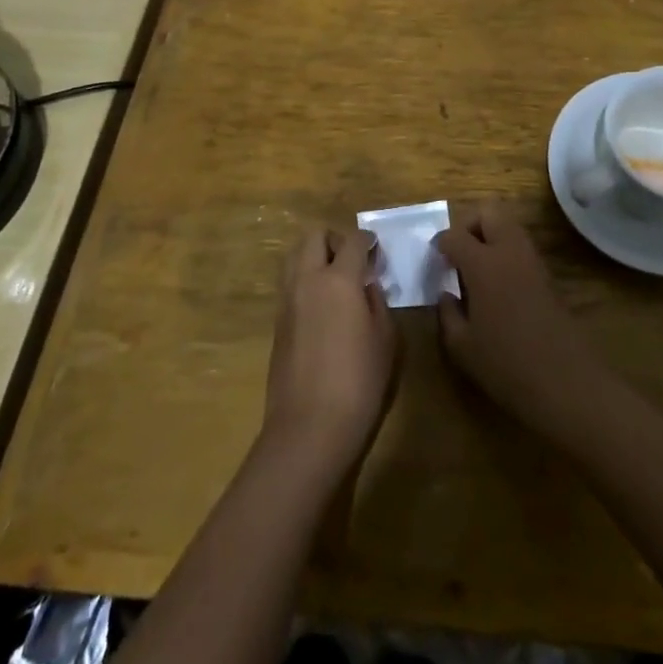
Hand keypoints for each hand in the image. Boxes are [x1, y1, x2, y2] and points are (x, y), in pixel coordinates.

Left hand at [264, 229, 398, 471]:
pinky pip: (290, 282)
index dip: (368, 241)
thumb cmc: (358, 383)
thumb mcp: (385, 340)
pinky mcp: (277, 321)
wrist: (308, 427)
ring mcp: (287, 300)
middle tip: (353, 262)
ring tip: (336, 281)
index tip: (377, 251)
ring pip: (295, 255)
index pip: (352, 240)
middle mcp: (307, 280)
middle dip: (335, 240)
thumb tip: (367, 287)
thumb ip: (377, 303)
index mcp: (338, 280)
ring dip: (315, 256)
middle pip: (314, 236)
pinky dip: (305, 280)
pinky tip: (323, 306)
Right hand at [435, 216, 618, 440]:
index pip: (454, 235)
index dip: (440, 244)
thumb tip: (446, 295)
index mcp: (483, 263)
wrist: (566, 381)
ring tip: (477, 271)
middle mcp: (509, 251)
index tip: (435, 261)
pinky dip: (506, 253)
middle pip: (489, 212)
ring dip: (490, 236)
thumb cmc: (506, 364)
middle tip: (459, 254)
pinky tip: (498, 287)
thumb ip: (447, 314)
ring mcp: (533, 261)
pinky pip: (521, 248)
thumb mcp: (462, 347)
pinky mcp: (548, 275)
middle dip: (469, 225)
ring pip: (509, 226)